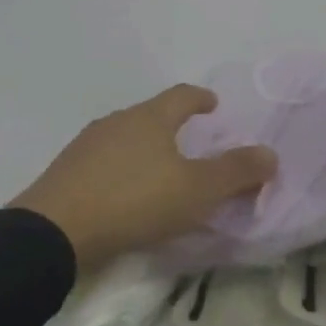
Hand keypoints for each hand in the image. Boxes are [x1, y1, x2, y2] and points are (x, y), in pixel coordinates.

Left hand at [10, 85, 276, 273]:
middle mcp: (118, 121)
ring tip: (158, 171)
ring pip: (126, 137)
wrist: (54, 230)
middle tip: (191, 143)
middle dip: (173, 124)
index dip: (200, 98)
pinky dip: (122, 168)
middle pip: (152, 114)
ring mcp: (87, 144)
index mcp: (150, 118)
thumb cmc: (134, 201)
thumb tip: (270, 154)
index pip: (182, 95)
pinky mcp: (67, 170)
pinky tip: (124, 193)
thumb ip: (235, 172)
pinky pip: (104, 161)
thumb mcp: (195, 191)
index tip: (213, 104)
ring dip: (145, 147)